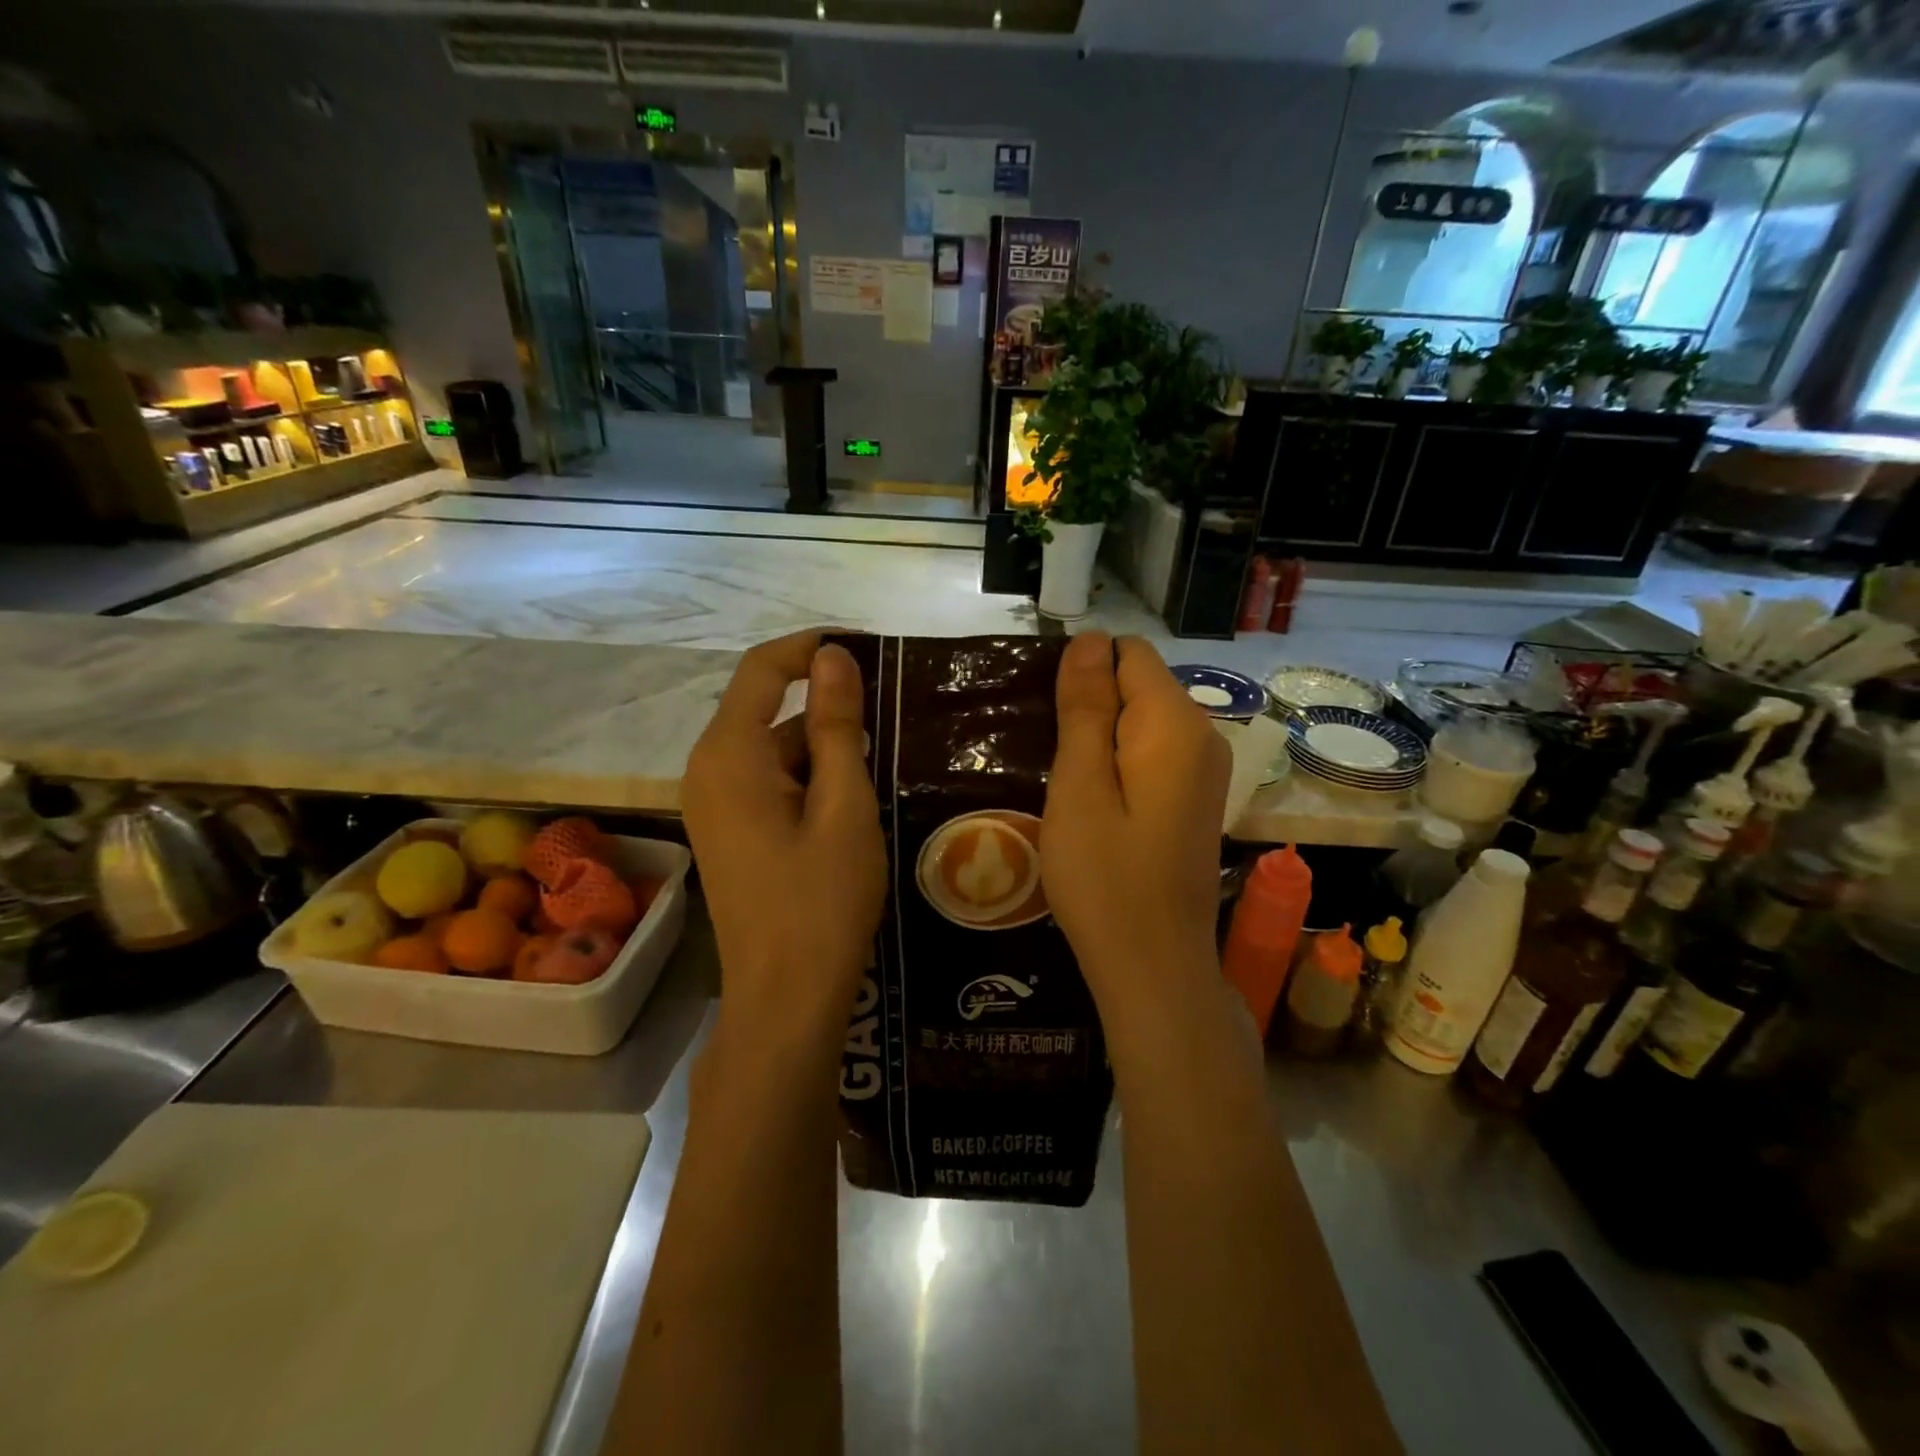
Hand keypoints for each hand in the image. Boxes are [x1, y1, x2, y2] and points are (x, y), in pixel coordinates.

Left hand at [682, 632, 885, 1051]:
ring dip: (823, 751)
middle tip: (891, 724)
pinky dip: (808, 781)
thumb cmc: (821, 901)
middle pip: (766, 711)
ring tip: (882, 772)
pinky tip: (850, 808)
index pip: (761, 669)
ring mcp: (713, 804)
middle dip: (826, 710)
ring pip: (772, 751)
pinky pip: (768, 783)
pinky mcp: (727, 831)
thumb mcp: (844, 807)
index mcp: (728, 755)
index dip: (811, 647)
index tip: (867, 649)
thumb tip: (833, 655)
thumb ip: (836, 726)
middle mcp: (708, 770)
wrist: (784, 1000)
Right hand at [1041, 632, 1228, 1014]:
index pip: (1128, 654)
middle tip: (1056, 767)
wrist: (1154, 967)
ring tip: (1070, 789)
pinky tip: (1098, 808)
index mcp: (1175, 724)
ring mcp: (1207, 771)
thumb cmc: (1105, 878)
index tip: (1052, 724)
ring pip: (1143, 721)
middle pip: (1139, 685)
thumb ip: (1085, 707)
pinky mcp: (1197, 799)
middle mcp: (1204, 735)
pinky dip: (1121, 765)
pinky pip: (1154, 754)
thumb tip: (1089, 638)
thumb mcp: (1080, 786)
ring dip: (1101, 740)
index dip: (1083, 674)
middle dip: (1091, 708)